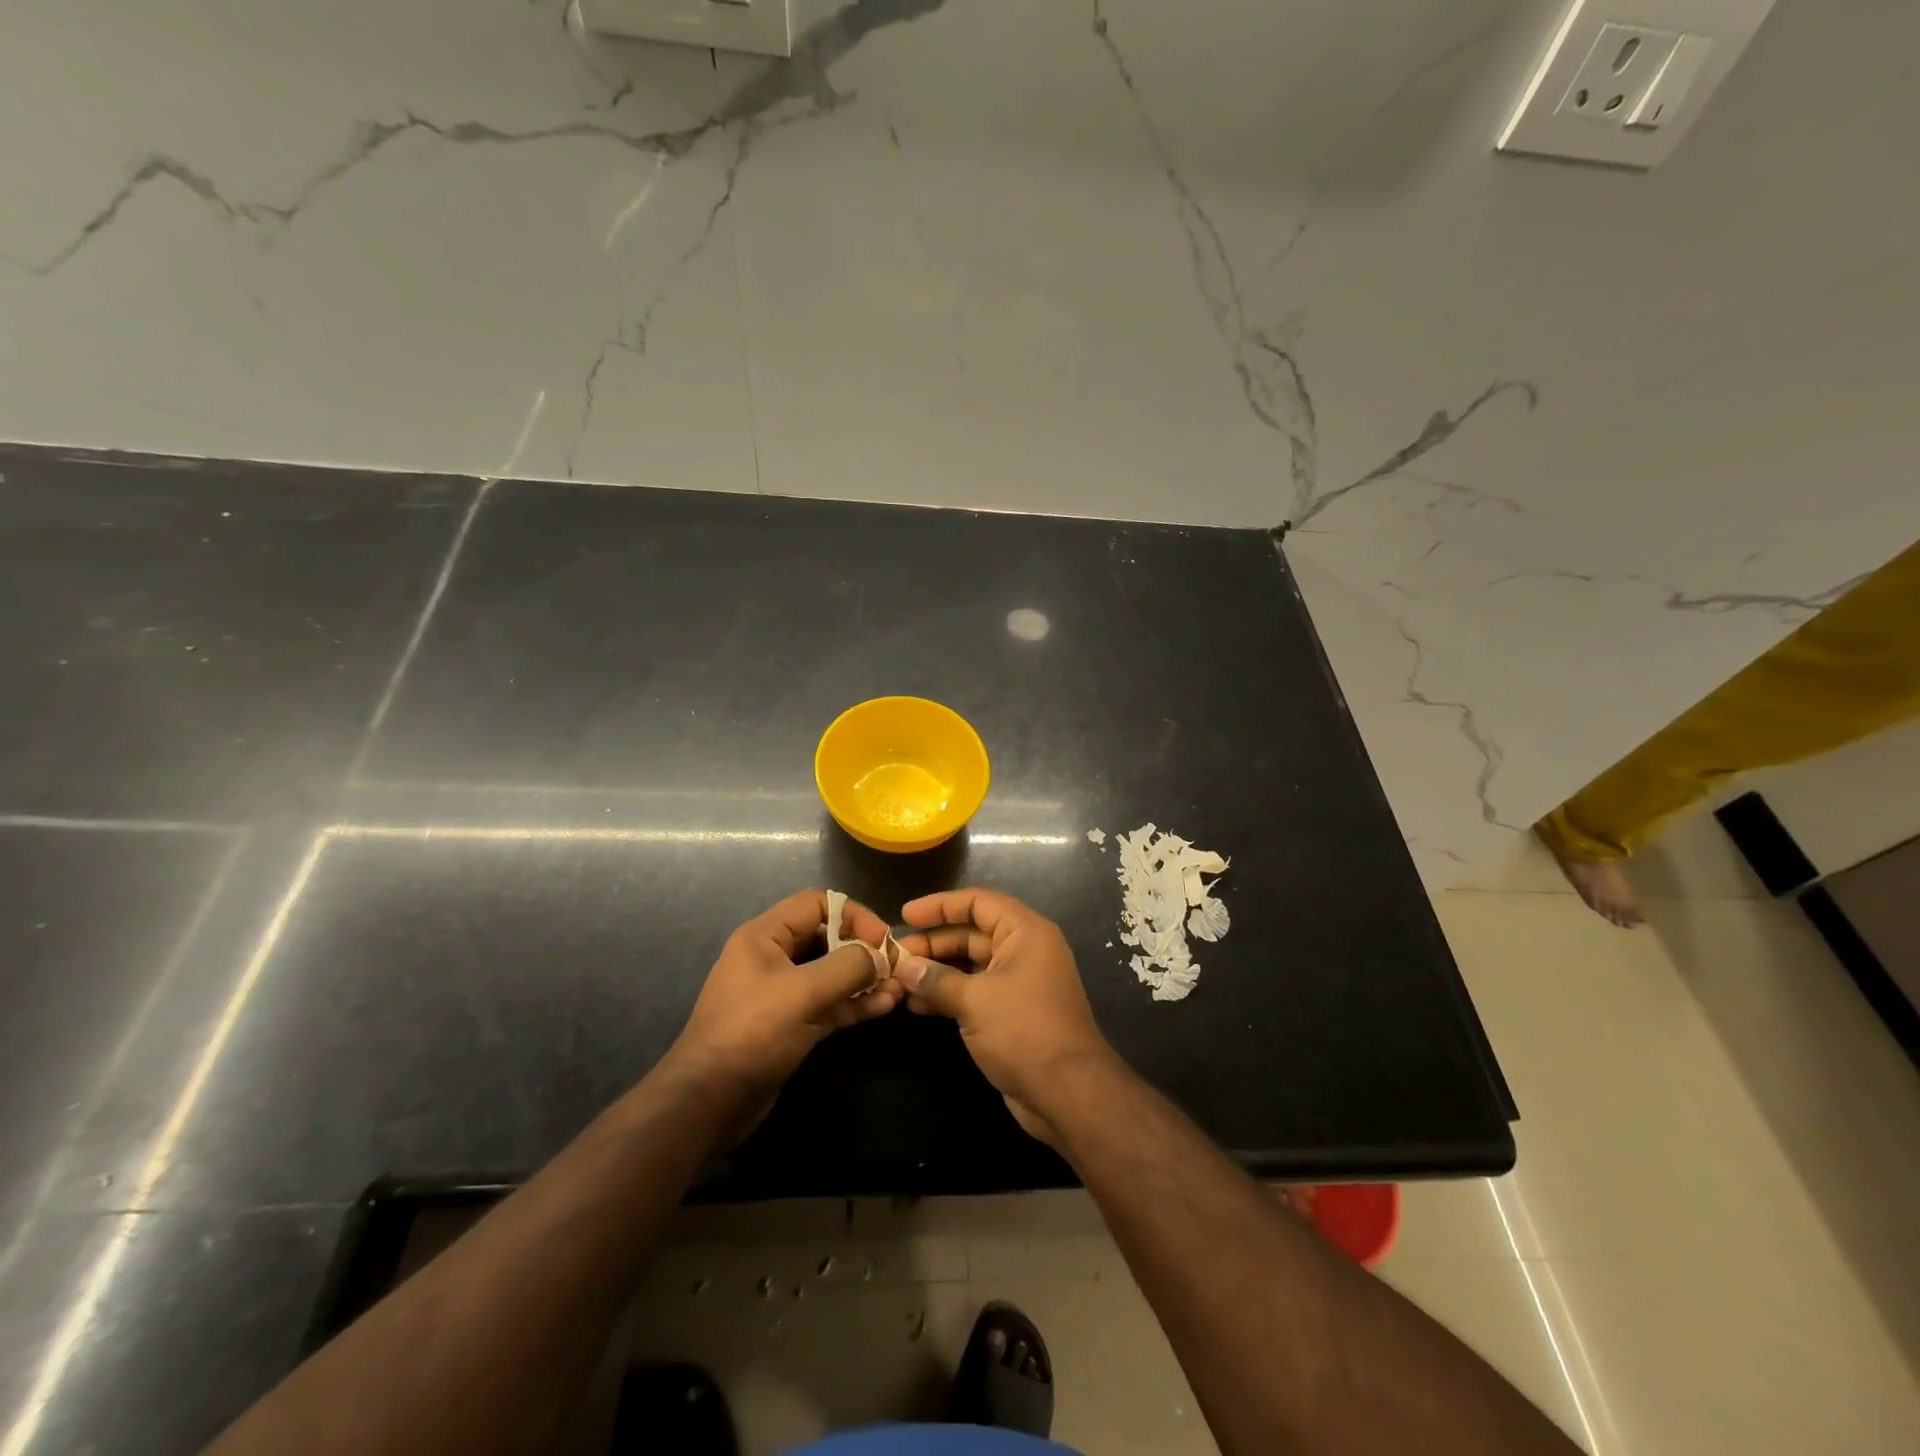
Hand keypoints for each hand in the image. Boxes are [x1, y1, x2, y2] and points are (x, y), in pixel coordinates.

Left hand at [669, 890, 903, 1101]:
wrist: (708, 1103)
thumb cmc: (752, 1033)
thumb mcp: (803, 993)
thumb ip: (848, 967)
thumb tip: (881, 956)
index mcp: (764, 936)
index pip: (817, 904)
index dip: (854, 915)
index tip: (882, 940)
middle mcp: (773, 958)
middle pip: (827, 937)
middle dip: (864, 949)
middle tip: (896, 966)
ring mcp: (782, 993)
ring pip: (832, 974)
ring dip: (865, 979)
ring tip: (899, 988)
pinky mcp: (791, 1025)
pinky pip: (829, 1004)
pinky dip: (855, 1003)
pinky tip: (884, 1006)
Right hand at [895, 887, 1117, 1144]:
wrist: (1067, 1093)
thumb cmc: (1024, 1030)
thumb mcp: (975, 1000)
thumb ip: (937, 980)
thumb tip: (905, 968)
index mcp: (1025, 932)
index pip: (978, 902)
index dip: (940, 905)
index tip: (905, 915)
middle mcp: (1023, 950)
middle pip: (971, 934)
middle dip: (933, 943)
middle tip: (895, 956)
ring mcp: (1018, 982)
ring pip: (970, 965)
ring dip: (936, 971)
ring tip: (899, 981)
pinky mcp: (1011, 1012)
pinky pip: (974, 991)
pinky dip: (947, 994)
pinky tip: (916, 1005)